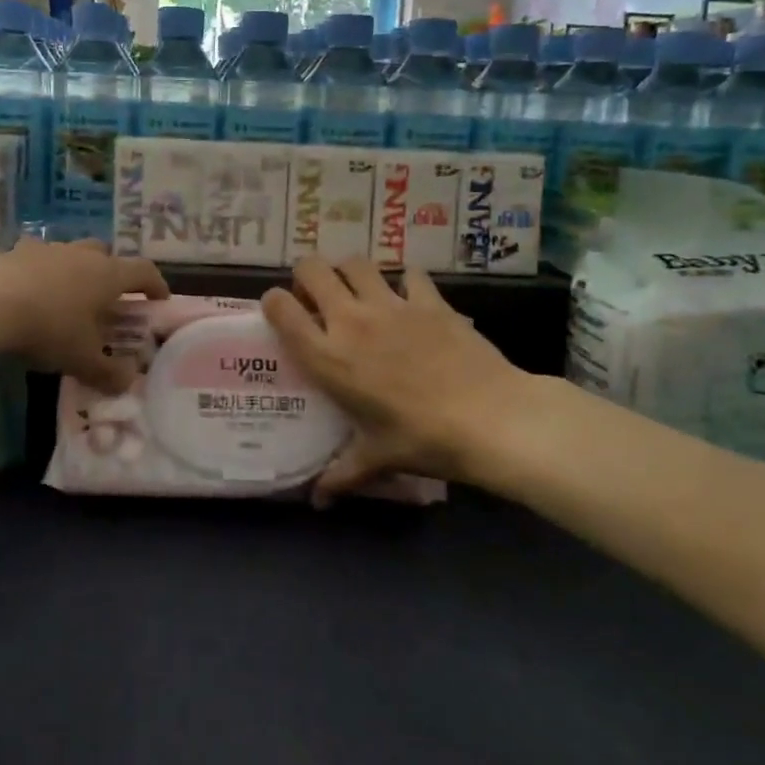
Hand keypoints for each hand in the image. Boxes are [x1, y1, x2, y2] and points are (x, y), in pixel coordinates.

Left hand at [0, 239, 167, 392]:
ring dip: (75, 269)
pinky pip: (37, 258)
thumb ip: (108, 372)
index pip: (143, 271)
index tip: (160, 299)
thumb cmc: (48, 327)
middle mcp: (81, 254)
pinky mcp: (15, 252)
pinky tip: (30, 290)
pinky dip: (41, 271)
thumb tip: (127, 382)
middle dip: (112, 272)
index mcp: (107, 275)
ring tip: (67, 295)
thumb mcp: (81, 359)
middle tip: (108, 297)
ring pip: (71, 252)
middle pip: (106, 254)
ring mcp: (47, 249)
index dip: (155, 284)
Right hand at [261, 258, 530, 502]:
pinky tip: (409, 295)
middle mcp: (351, 321)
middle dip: (307, 275)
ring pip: (355, 262)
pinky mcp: (429, 299)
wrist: (490, 418)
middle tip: (316, 296)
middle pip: (313, 269)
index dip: (273, 302)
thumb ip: (342, 475)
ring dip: (348, 271)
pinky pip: (409, 273)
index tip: (281, 311)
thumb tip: (318, 502)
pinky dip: (404, 279)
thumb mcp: (377, 459)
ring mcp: (391, 304)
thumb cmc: (422, 440)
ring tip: (355, 289)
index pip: (281, 309)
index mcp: (328, 357)